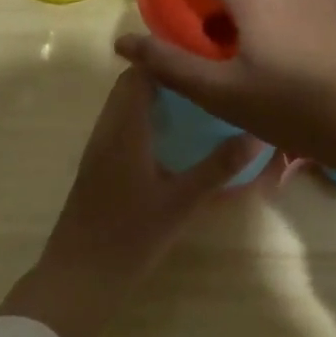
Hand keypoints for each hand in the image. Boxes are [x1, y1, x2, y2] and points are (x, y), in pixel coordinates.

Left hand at [0, 67, 260, 336]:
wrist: (78, 278)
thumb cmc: (129, 236)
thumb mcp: (181, 202)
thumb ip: (218, 167)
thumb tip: (257, 134)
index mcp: (125, 128)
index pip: (140, 72)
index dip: (167, 58)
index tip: (203, 57)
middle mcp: (107, 129)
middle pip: (131, 85)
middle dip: (165, 77)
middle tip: (205, 80)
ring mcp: (98, 148)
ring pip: (124, 106)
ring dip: (154, 98)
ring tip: (195, 102)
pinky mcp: (97, 167)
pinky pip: (121, 126)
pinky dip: (145, 119)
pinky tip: (172, 138)